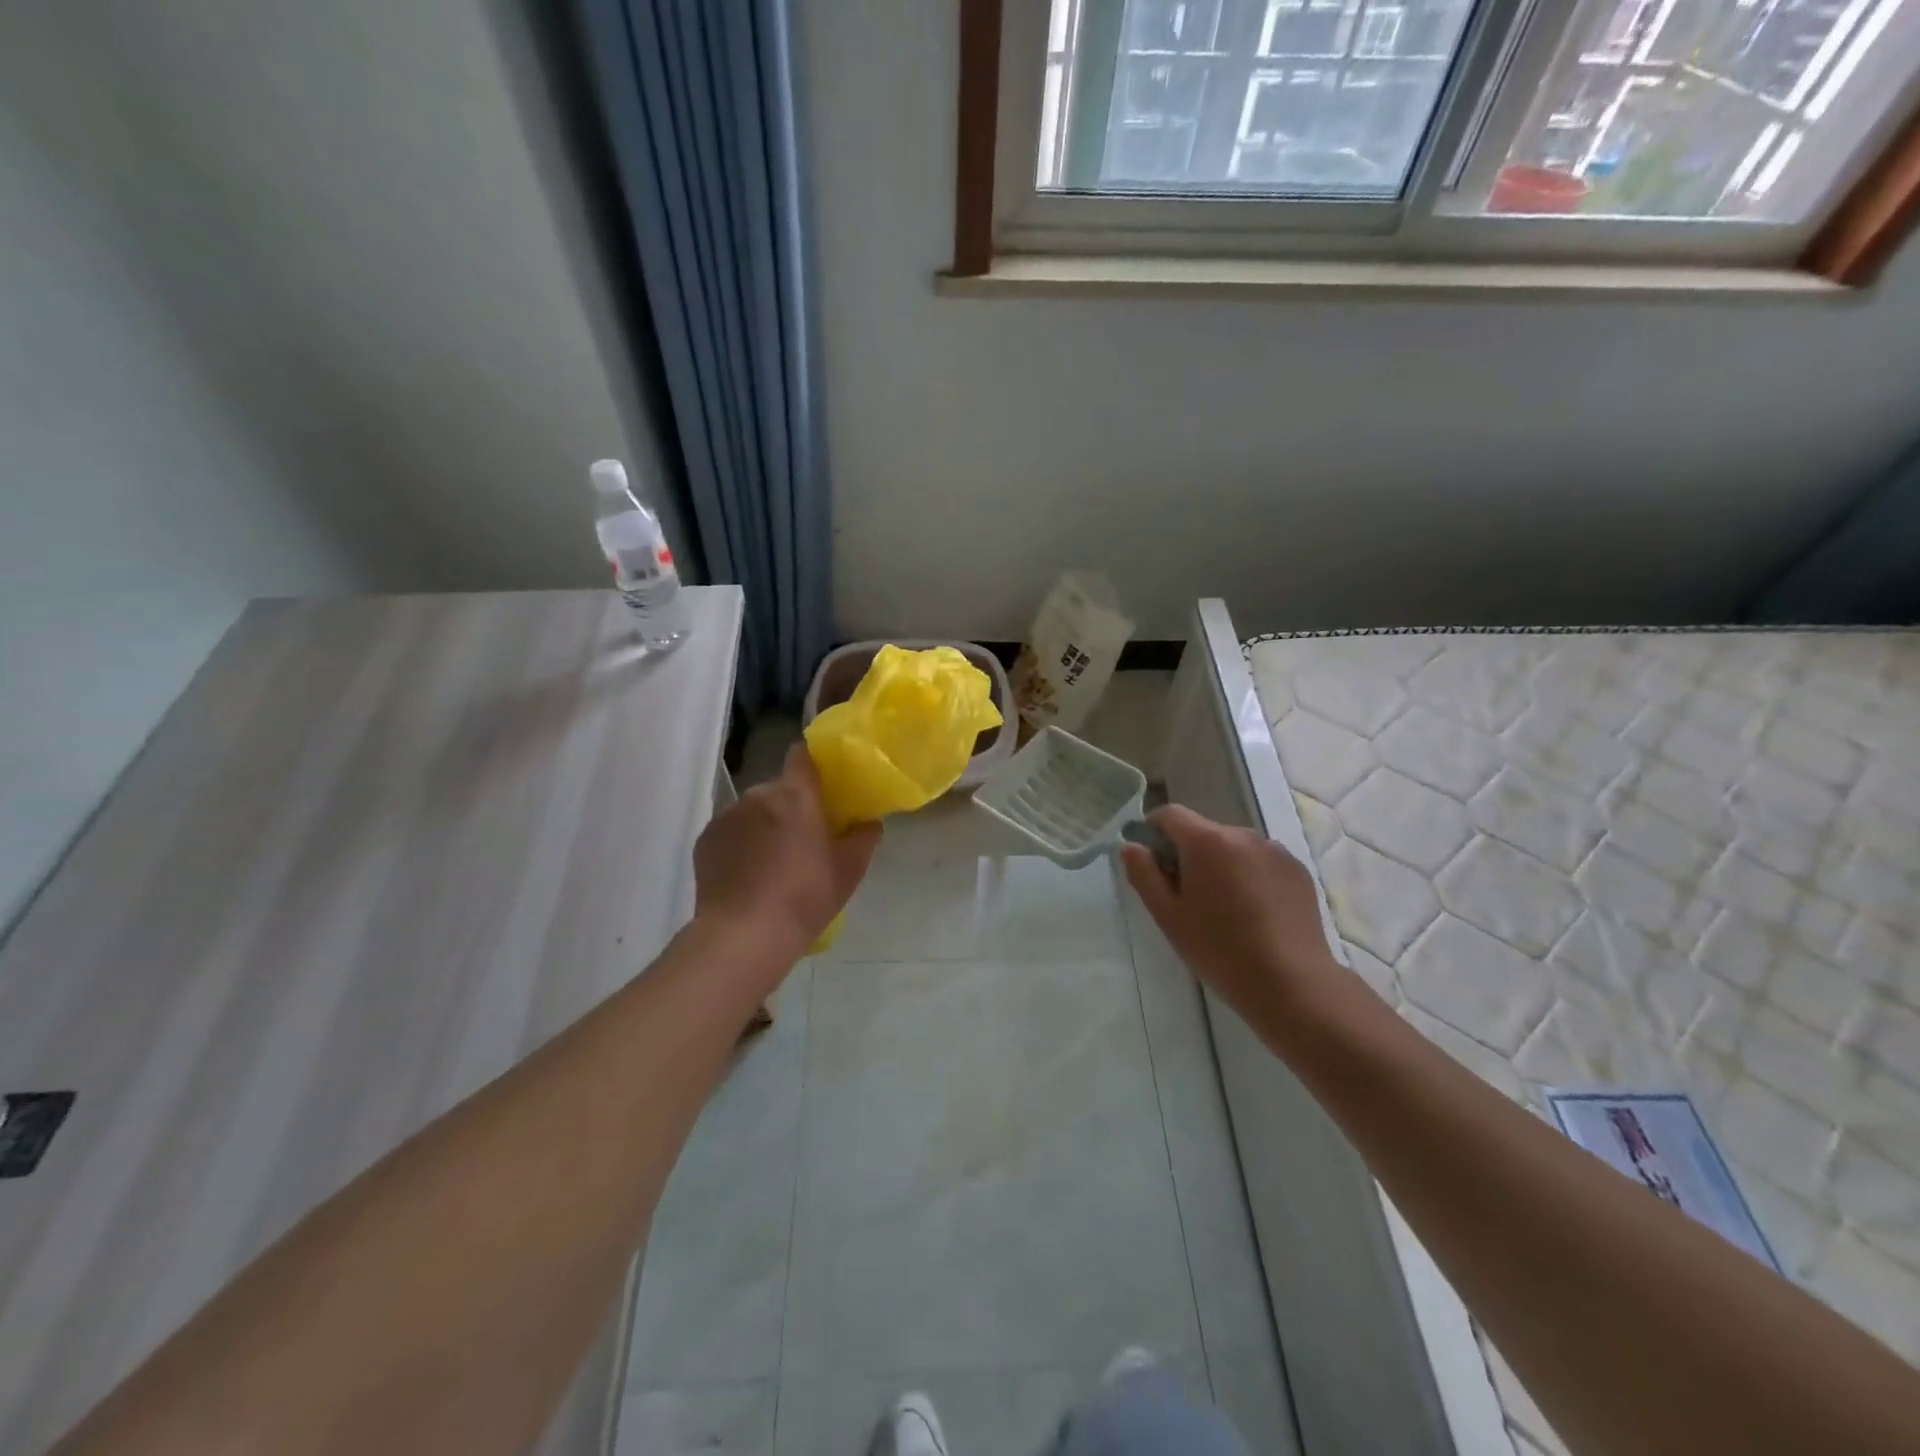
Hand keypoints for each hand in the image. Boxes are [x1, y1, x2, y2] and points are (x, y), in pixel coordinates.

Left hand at [694, 745, 882, 960]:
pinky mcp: (706, 840)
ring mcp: (727, 817)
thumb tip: (868, 822)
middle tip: (804, 838)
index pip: (801, 755)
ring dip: (764, 825)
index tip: (823, 785)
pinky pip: (730, 831)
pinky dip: (740, 844)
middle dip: (790, 806)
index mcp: (795, 795)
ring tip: (772, 862)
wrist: (744, 936)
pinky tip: (748, 875)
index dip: (812, 764)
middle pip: (778, 788)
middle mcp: (757, 796)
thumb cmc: (805, 898)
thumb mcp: (849, 871)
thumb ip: (864, 837)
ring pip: (753, 810)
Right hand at [1120, 805, 1342, 1029]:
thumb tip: (1131, 846)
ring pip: (1234, 848)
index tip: (1151, 861)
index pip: (1170, 814)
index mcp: (1206, 841)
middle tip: (1186, 897)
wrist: (1292, 983)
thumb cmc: (1219, 949)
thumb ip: (1144, 875)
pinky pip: (1261, 862)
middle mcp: (1242, 834)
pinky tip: (1254, 913)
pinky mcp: (1298, 870)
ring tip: (1224, 909)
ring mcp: (1275, 851)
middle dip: (1189, 854)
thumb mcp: (1168, 916)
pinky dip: (1250, 876)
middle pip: (1203, 832)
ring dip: (1221, 865)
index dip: (1153, 830)